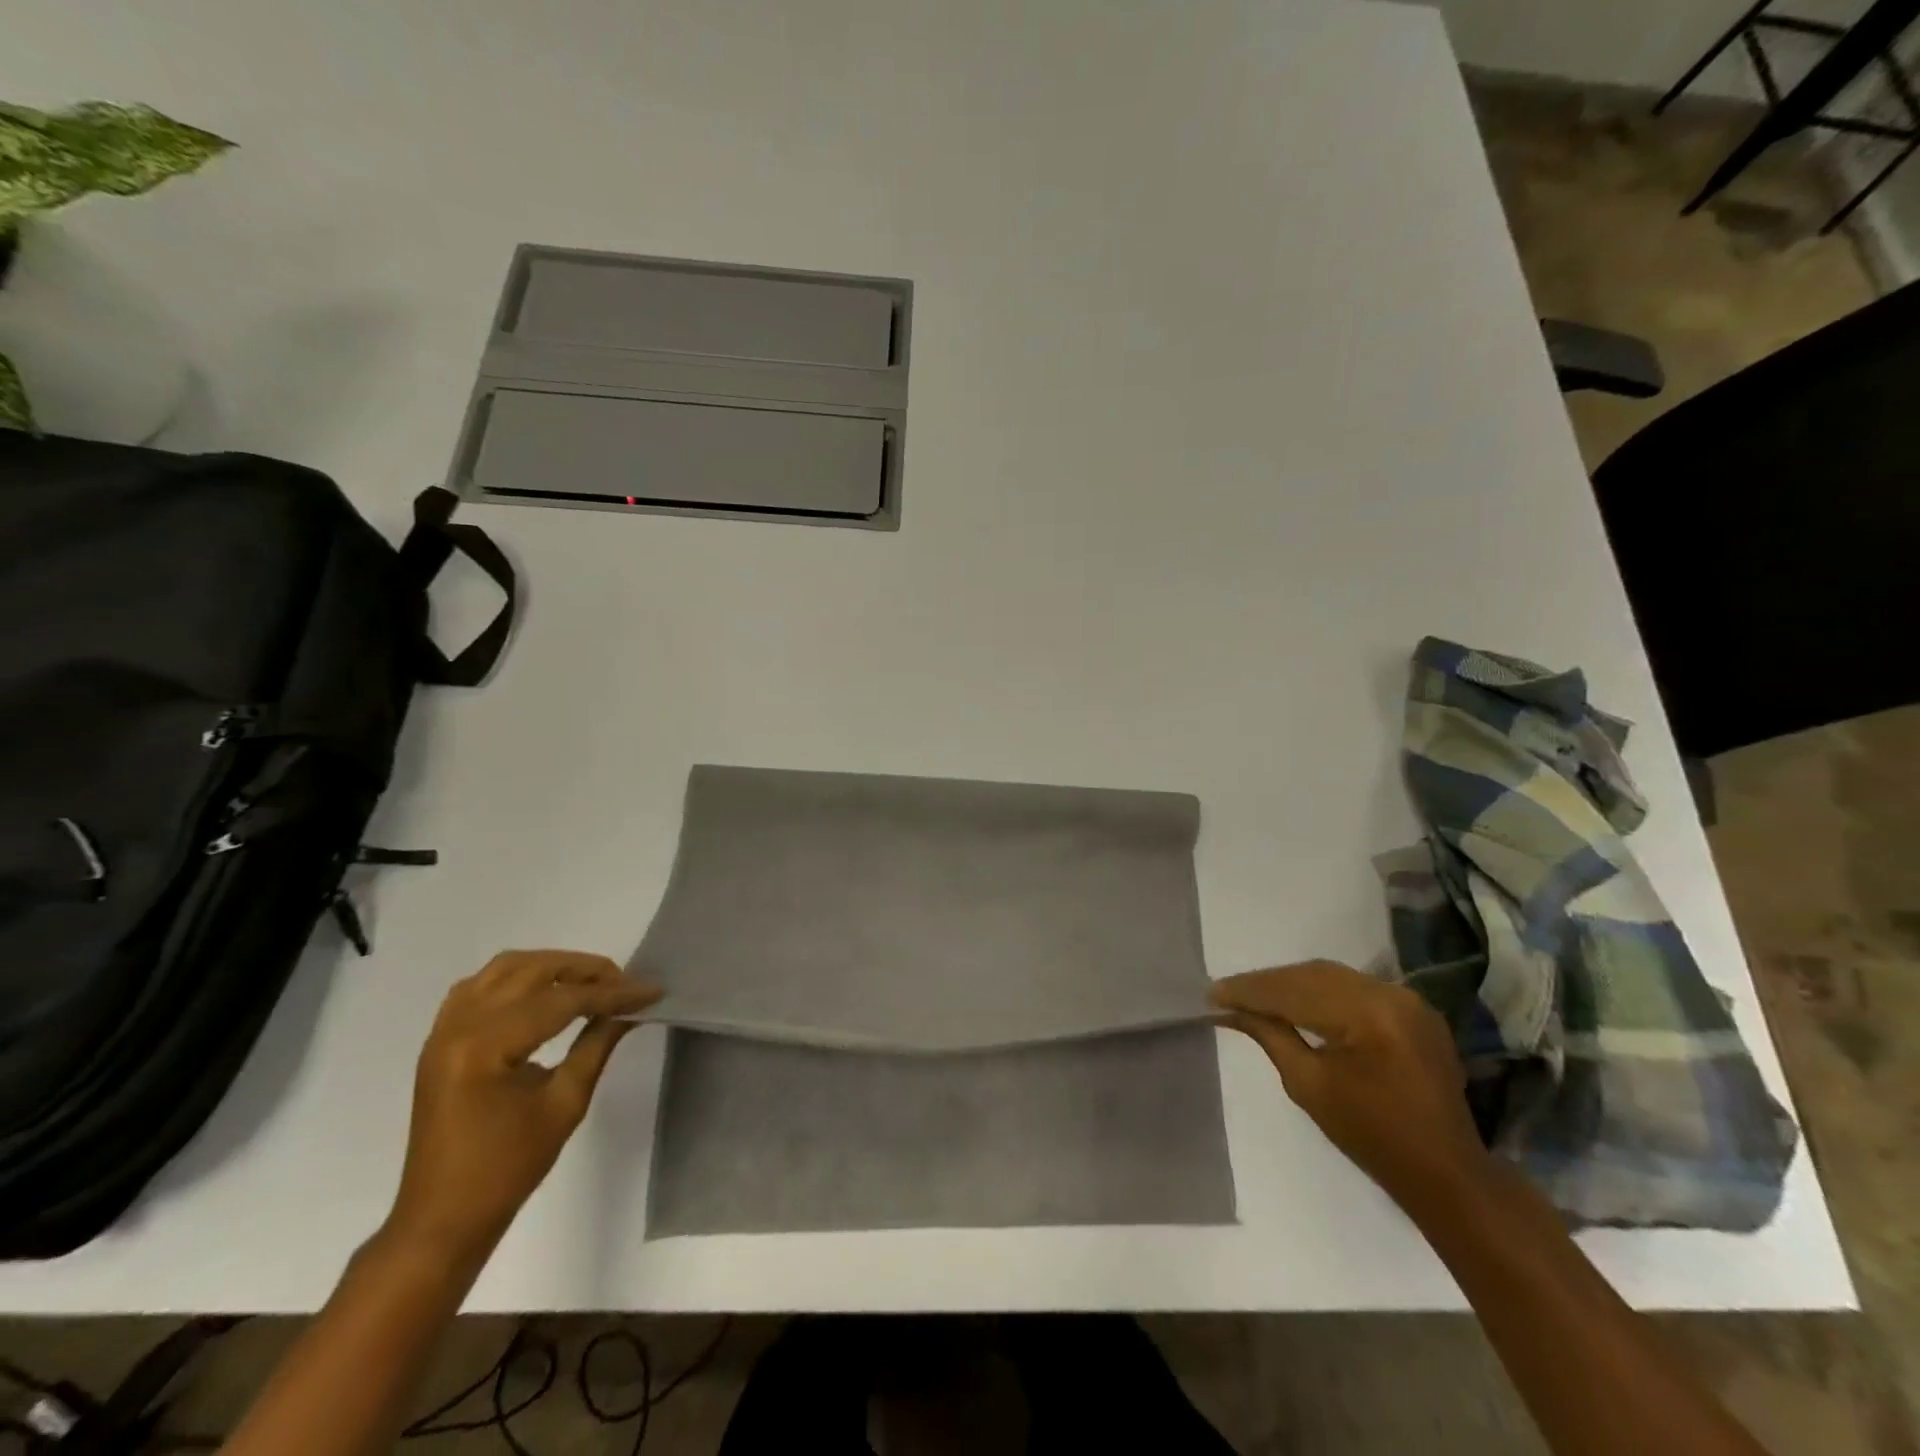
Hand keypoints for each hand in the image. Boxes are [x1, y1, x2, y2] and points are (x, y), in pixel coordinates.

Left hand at [385, 950, 661, 1262]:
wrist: (443, 1218)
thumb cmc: (508, 1167)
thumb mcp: (565, 1103)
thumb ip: (598, 1044)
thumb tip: (631, 1008)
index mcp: (485, 1047)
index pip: (561, 1001)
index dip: (611, 993)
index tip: (652, 990)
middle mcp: (459, 1027)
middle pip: (532, 971)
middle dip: (584, 970)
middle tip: (624, 983)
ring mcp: (443, 1030)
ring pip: (505, 968)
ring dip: (551, 966)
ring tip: (590, 982)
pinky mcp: (440, 1039)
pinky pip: (479, 985)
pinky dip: (517, 977)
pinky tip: (542, 992)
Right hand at [1210, 960, 1490, 1212]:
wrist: (1447, 1174)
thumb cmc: (1373, 1138)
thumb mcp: (1309, 1086)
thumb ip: (1270, 1036)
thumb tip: (1231, 1010)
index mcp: (1370, 1014)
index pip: (1295, 991)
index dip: (1250, 991)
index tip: (1211, 993)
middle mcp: (1391, 994)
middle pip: (1312, 975)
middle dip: (1267, 983)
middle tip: (1227, 993)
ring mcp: (1407, 999)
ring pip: (1331, 976)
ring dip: (1290, 984)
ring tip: (1254, 995)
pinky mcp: (1413, 1009)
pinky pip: (1354, 987)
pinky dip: (1319, 990)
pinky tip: (1294, 1000)